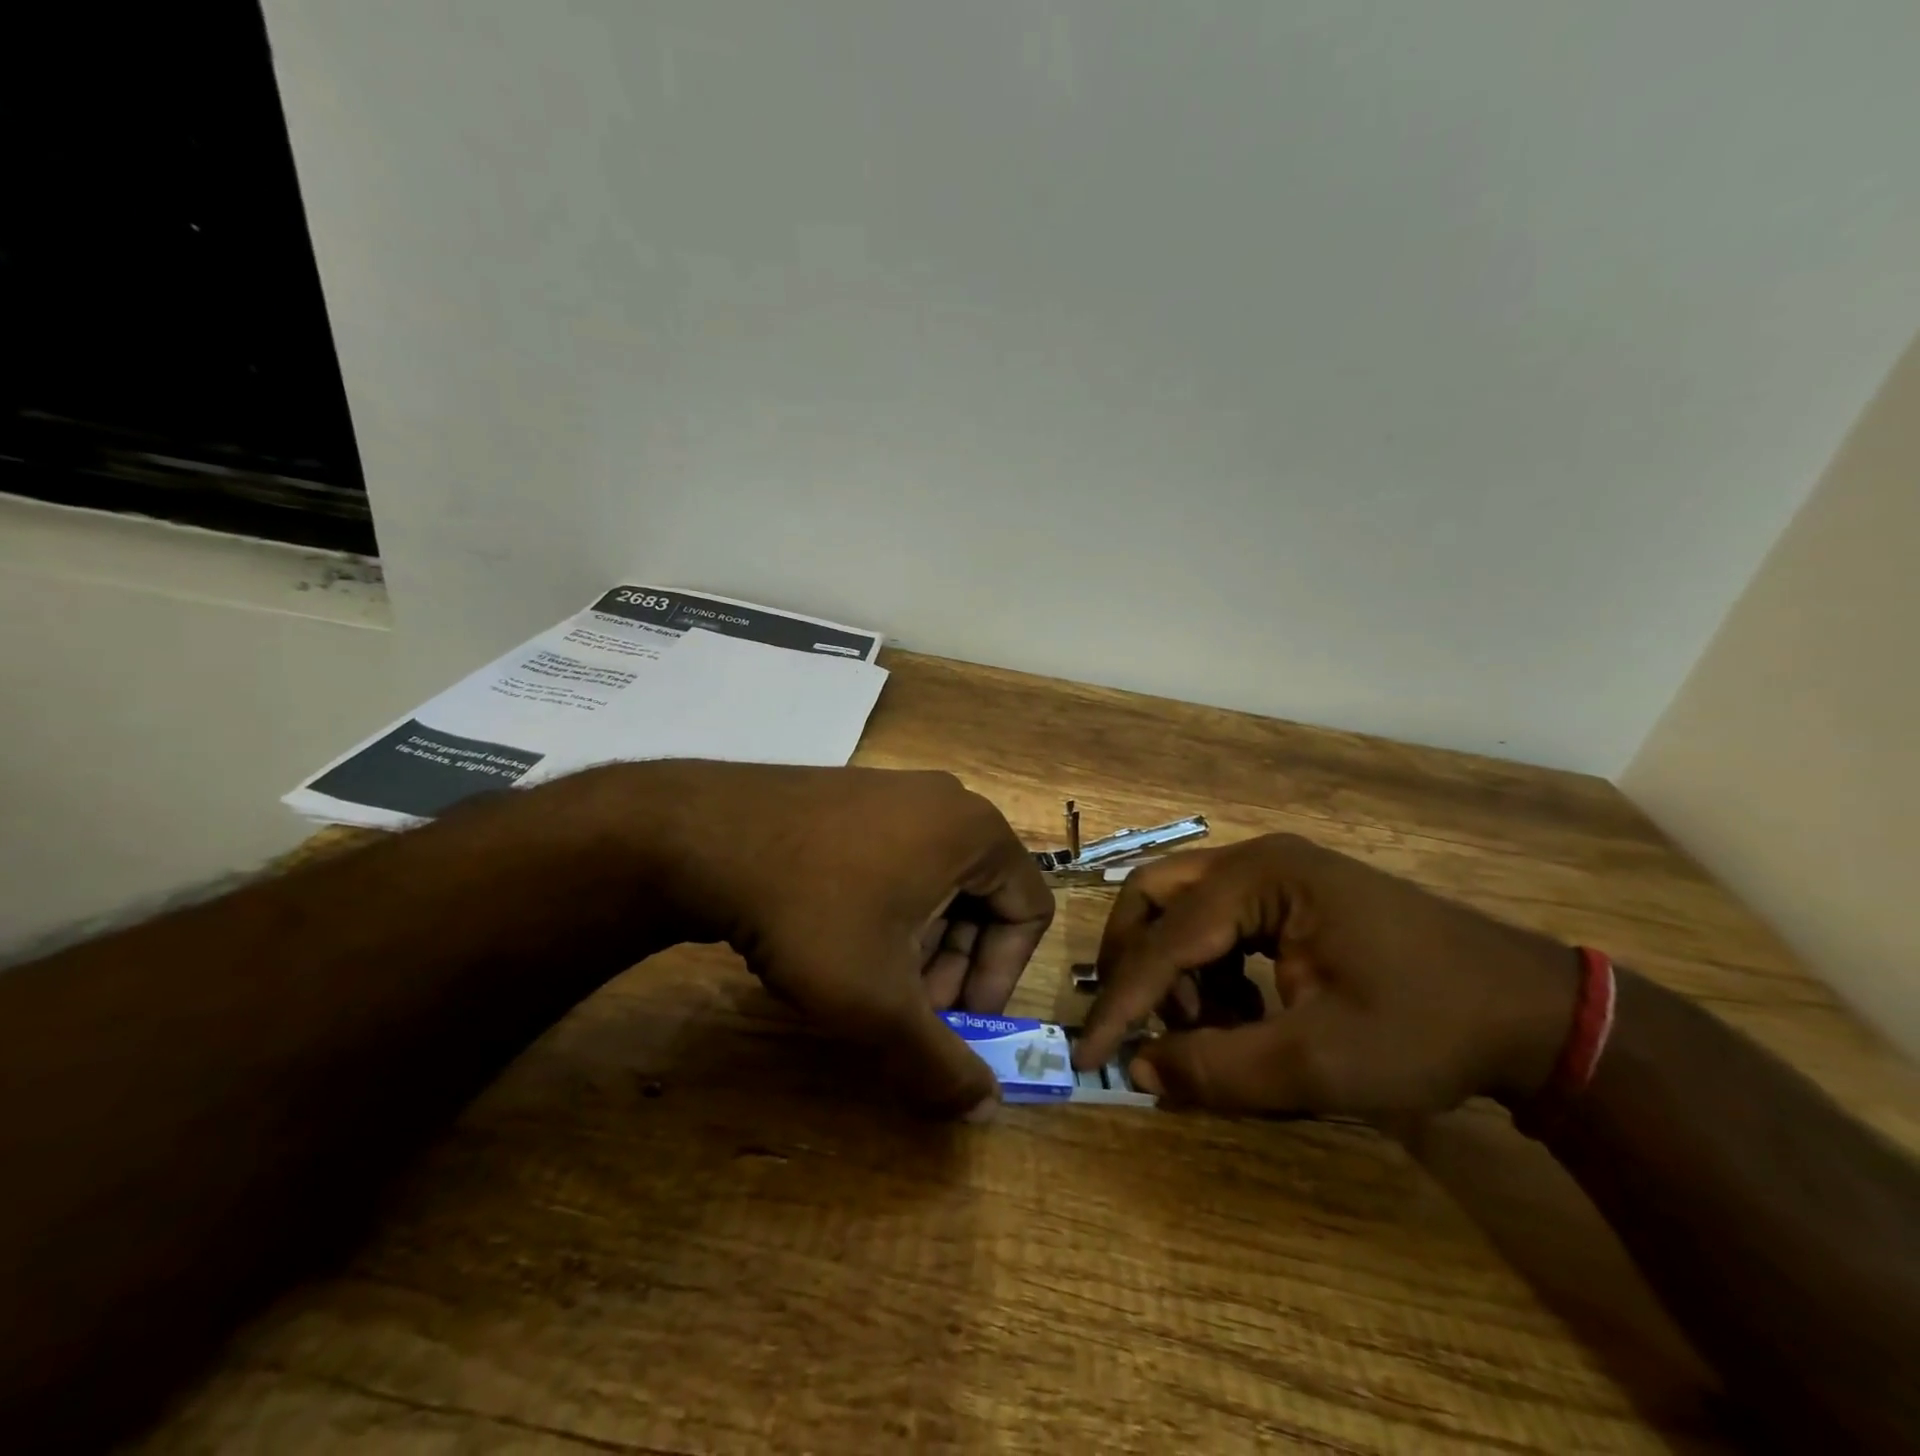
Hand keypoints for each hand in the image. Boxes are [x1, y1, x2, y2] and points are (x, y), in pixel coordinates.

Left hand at [597, 762, 1054, 1116]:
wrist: (703, 836)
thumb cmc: (813, 912)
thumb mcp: (878, 1001)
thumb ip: (939, 1063)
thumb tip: (985, 1111)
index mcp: (976, 831)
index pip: (1028, 912)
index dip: (1001, 977)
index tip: (953, 1018)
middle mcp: (946, 801)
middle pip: (982, 897)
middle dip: (953, 965)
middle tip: (908, 1009)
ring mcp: (895, 791)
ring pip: (936, 883)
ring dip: (918, 942)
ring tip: (867, 981)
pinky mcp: (852, 796)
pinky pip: (896, 859)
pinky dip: (886, 909)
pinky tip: (836, 940)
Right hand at [1073, 834, 1576, 1116]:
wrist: (1532, 1014)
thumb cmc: (1426, 1029)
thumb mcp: (1317, 1063)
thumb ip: (1217, 1068)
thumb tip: (1138, 1069)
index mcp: (1259, 878)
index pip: (1164, 939)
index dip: (1121, 1001)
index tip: (1087, 1055)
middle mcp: (1257, 860)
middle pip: (1156, 896)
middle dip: (1137, 961)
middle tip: (1142, 1020)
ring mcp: (1276, 873)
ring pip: (1184, 908)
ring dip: (1178, 969)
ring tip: (1216, 1027)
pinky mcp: (1293, 896)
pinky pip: (1220, 922)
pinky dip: (1211, 967)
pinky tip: (1247, 1011)